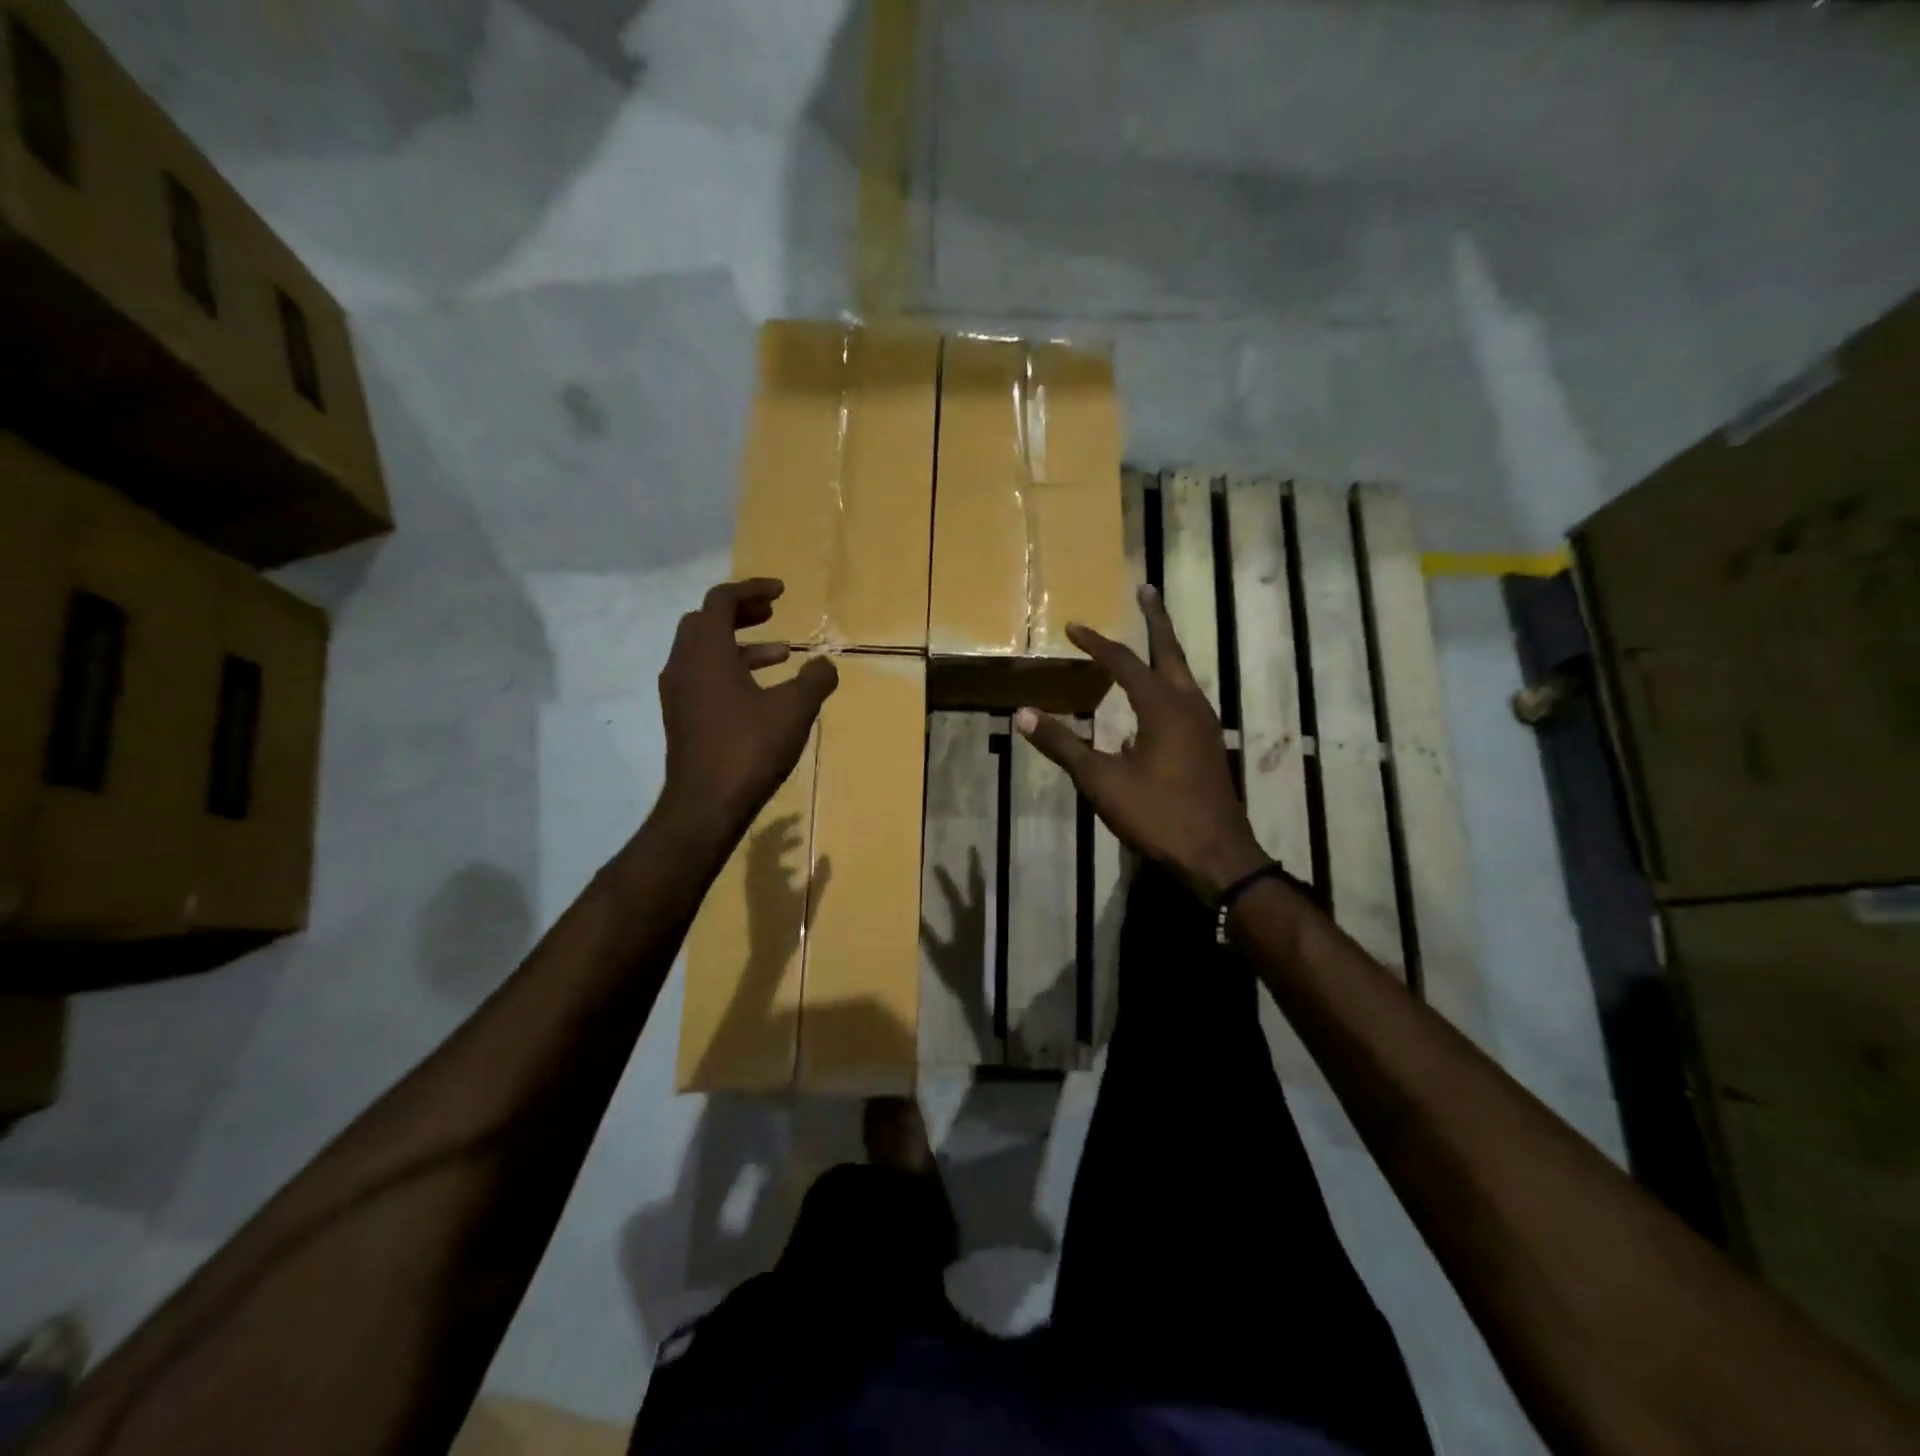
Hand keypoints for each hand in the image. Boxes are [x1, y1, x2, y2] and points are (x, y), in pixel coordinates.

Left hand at [657, 579, 838, 846]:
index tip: (781, 591)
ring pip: (704, 651)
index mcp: (707, 651)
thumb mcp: (794, 710)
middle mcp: (684, 664)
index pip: (722, 600)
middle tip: (772, 613)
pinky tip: (759, 692)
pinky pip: (703, 676)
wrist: (705, 805)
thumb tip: (825, 664)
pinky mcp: (681, 717)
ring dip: (740, 645)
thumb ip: (815, 680)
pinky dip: (730, 669)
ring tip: (781, 655)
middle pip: (706, 621)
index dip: (752, 589)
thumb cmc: (749, 748)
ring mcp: (678, 693)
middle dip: (741, 612)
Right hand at [1015, 584, 1266, 900]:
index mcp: (1163, 707)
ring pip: (1183, 676)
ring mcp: (1205, 726)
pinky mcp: (1209, 746)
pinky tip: (1149, 708)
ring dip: (1164, 652)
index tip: (1073, 627)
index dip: (1096, 643)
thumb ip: (1064, 745)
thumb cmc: (1158, 816)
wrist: (1217, 857)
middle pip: (1170, 651)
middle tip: (1146, 589)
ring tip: (1148, 640)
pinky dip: (1167, 687)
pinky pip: (1186, 701)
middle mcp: (1189, 705)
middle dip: (1156, 619)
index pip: (1124, 662)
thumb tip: (1023, 715)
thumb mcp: (1102, 782)